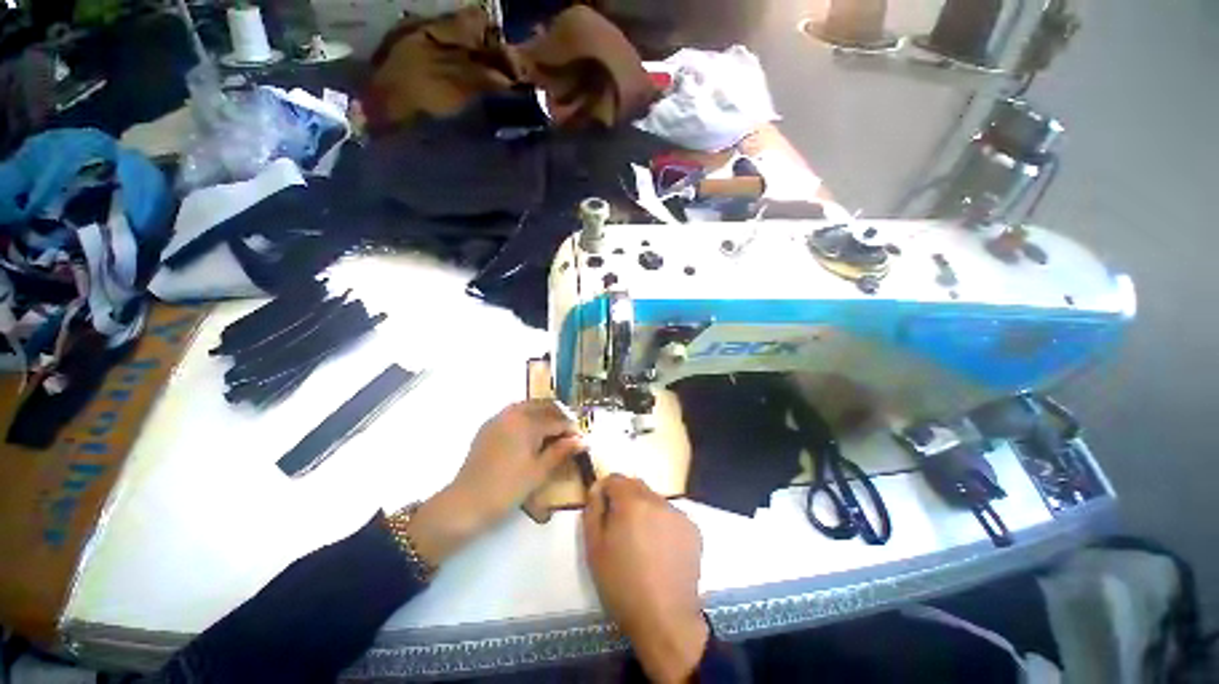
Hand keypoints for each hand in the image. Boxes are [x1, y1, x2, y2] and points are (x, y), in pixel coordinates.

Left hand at [404, 401, 584, 565]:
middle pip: (543, 406)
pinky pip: (513, 413)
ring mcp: (498, 419)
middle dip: (558, 415)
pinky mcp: (488, 427)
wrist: (466, 503)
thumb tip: (582, 440)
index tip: (581, 440)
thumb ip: (561, 452)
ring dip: (543, 414)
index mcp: (527, 422)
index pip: (557, 421)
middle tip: (568, 432)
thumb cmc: (507, 488)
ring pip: (527, 407)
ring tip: (552, 431)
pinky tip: (530, 434)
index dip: (571, 429)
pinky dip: (527, 417)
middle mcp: (513, 414)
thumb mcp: (539, 471)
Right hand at [583, 475, 708, 683]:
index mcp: (632, 502)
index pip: (615, 478)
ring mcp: (678, 514)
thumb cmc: (622, 584)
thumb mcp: (594, 548)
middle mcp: (657, 500)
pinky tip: (660, 550)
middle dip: (625, 498)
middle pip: (636, 486)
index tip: (601, 508)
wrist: (664, 618)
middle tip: (620, 527)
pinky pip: (670, 515)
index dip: (605, 490)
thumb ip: (593, 511)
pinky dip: (662, 523)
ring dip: (644, 510)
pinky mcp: (693, 529)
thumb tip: (596, 488)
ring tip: (641, 541)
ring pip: (654, 500)